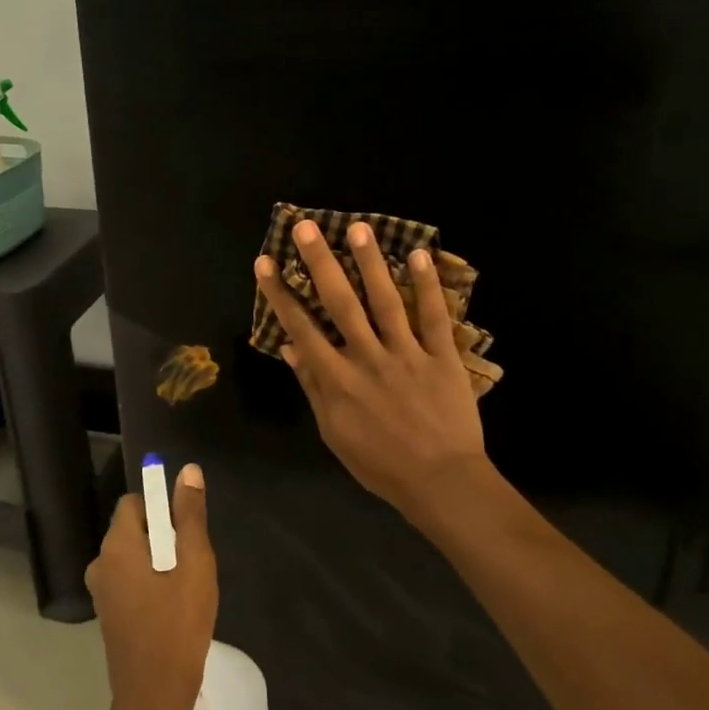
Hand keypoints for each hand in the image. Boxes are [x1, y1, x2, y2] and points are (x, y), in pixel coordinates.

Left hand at [86, 466, 217, 709]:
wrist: (154, 697)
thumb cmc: (178, 625)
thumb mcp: (194, 563)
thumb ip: (190, 515)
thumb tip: (188, 470)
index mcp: (116, 545)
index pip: (134, 502)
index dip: (161, 508)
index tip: (186, 534)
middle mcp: (100, 562)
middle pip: (133, 528)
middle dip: (164, 537)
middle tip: (191, 565)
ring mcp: (101, 591)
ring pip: (134, 556)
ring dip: (159, 562)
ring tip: (185, 590)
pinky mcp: (108, 614)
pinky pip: (130, 580)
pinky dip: (150, 583)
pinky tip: (172, 609)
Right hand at [254, 220, 490, 526]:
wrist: (440, 483)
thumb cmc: (380, 464)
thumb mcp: (334, 433)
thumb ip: (313, 388)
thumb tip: (292, 350)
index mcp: (337, 379)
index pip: (302, 328)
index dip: (281, 293)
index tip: (266, 262)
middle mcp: (367, 358)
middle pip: (340, 303)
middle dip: (320, 263)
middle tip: (306, 226)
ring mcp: (407, 354)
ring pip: (385, 301)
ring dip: (370, 263)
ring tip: (357, 228)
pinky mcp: (442, 357)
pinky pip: (435, 317)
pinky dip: (428, 286)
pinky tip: (420, 255)